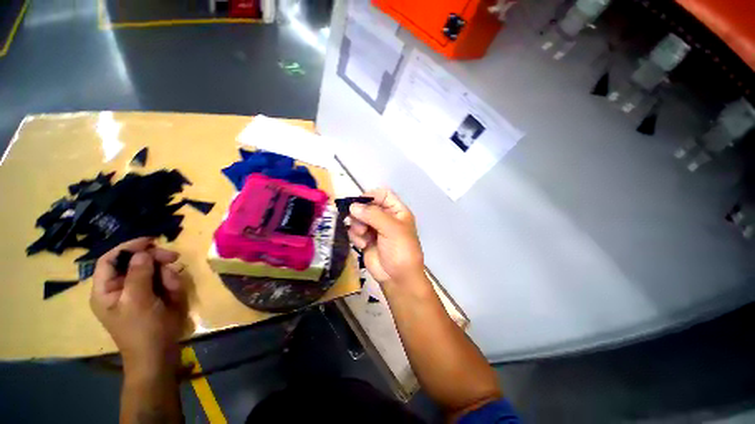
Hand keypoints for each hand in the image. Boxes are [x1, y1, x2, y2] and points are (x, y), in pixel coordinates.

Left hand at [90, 238, 187, 377]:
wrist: (159, 354)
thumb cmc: (143, 330)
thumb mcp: (138, 301)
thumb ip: (138, 275)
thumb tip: (142, 253)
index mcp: (106, 290)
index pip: (111, 259)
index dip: (128, 247)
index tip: (151, 241)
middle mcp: (120, 288)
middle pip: (136, 262)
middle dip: (155, 261)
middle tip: (175, 258)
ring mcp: (139, 293)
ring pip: (154, 271)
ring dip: (167, 276)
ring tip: (174, 290)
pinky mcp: (154, 297)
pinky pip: (164, 282)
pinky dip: (172, 285)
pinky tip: (175, 296)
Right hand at [347, 188, 424, 284]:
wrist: (398, 278)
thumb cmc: (400, 250)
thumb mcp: (391, 229)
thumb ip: (373, 214)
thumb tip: (353, 206)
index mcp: (397, 211)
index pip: (383, 195)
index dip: (371, 196)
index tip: (359, 203)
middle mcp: (385, 217)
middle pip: (367, 206)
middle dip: (361, 214)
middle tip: (359, 224)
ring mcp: (375, 229)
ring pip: (358, 218)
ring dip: (357, 226)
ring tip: (363, 236)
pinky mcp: (366, 239)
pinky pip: (354, 231)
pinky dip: (356, 236)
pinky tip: (362, 245)